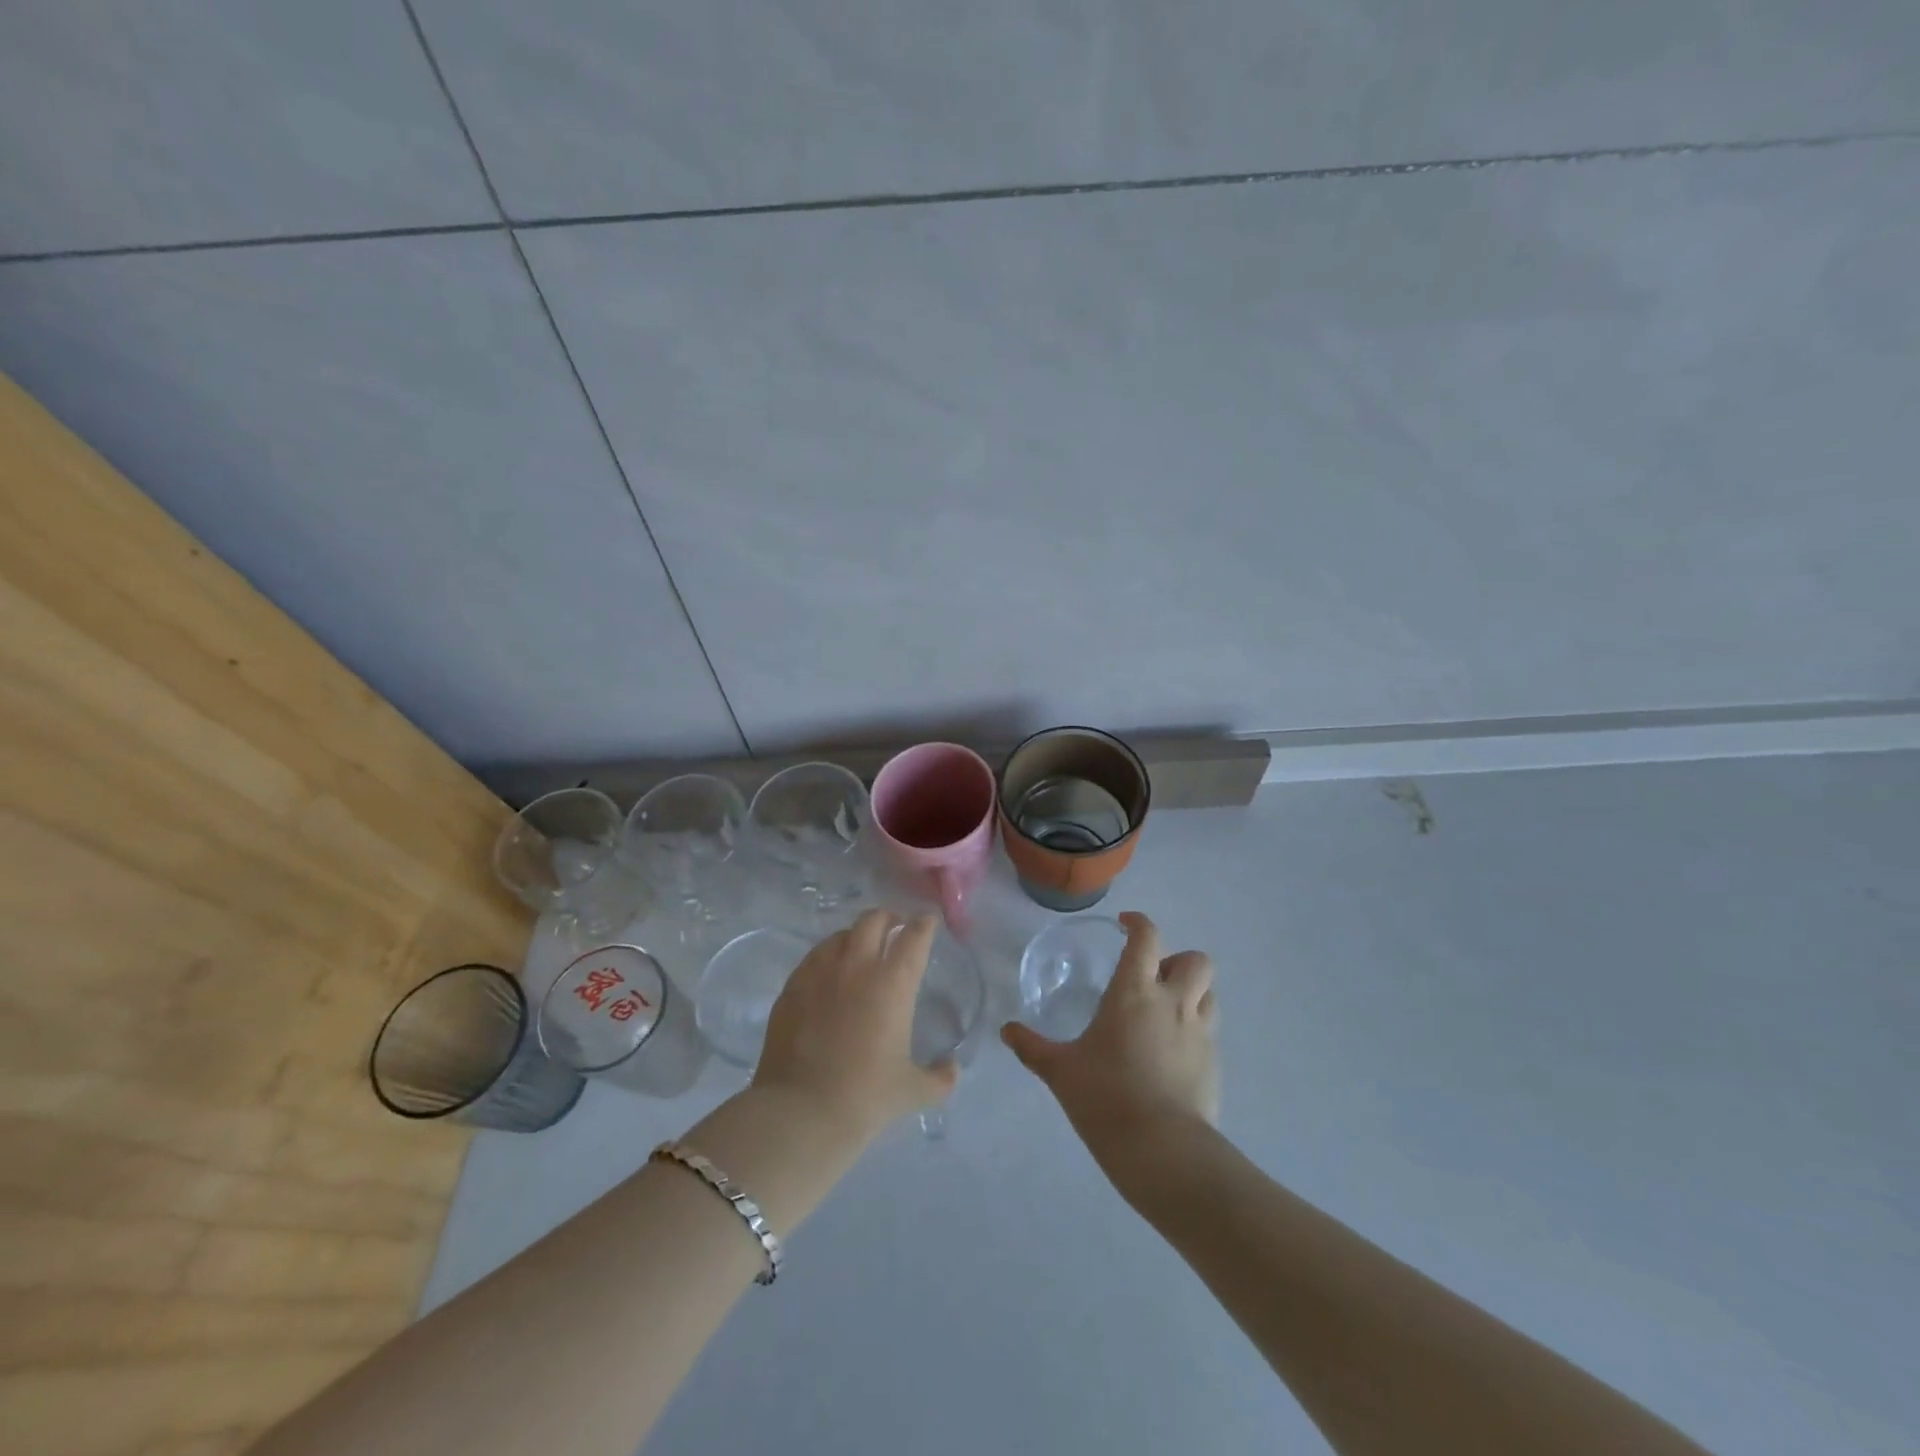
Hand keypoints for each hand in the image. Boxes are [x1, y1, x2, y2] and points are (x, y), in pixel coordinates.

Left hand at [756, 909, 957, 1141]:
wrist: (800, 1112)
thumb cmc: (864, 1097)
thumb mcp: (912, 1091)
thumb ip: (939, 1078)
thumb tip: (952, 1070)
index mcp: (892, 983)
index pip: (914, 937)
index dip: (924, 924)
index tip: (928, 922)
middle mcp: (857, 967)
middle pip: (873, 920)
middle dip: (888, 918)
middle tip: (894, 929)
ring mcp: (819, 973)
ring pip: (840, 935)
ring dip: (855, 935)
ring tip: (859, 949)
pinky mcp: (791, 987)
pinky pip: (813, 958)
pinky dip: (827, 957)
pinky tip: (828, 974)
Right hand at [1002, 911, 1219, 1158]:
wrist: (1162, 1150)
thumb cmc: (1105, 1097)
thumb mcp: (1060, 1071)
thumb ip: (1032, 1047)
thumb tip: (1007, 1031)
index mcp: (1134, 992)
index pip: (1146, 938)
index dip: (1138, 923)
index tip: (1125, 925)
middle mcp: (1173, 1003)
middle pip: (1195, 960)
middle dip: (1176, 961)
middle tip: (1152, 979)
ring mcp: (1200, 1033)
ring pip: (1208, 994)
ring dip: (1191, 993)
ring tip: (1166, 1013)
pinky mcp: (1214, 1065)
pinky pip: (1209, 1032)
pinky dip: (1194, 1031)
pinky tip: (1171, 1055)